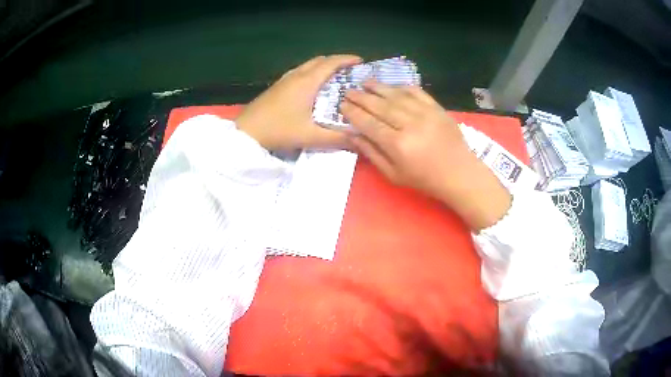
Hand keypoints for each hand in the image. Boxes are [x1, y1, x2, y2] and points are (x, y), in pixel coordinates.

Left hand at [236, 54, 361, 151]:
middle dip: (337, 62)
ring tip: (335, 79)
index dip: (348, 59)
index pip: (331, 63)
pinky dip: (312, 73)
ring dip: (323, 67)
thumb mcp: (311, 136)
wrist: (246, 132)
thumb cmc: (279, 130)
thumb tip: (360, 138)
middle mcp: (297, 75)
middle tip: (351, 72)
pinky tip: (313, 88)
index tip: (362, 62)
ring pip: (308, 66)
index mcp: (307, 82)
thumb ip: (337, 138)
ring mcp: (285, 79)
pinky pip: (300, 72)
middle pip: (320, 60)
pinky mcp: (277, 86)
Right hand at [341, 81, 510, 230]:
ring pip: (396, 95)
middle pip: (380, 106)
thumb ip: (372, 154)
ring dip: (378, 87)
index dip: (353, 113)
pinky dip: (402, 87)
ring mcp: (425, 113)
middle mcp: (410, 125)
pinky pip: (416, 92)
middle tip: (348, 90)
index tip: (342, 105)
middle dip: (361, 97)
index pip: (369, 123)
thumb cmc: (425, 179)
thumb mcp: (394, 175)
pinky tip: (392, 85)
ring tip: (365, 82)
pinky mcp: (437, 108)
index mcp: (397, 145)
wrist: (459, 173)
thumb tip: (353, 135)